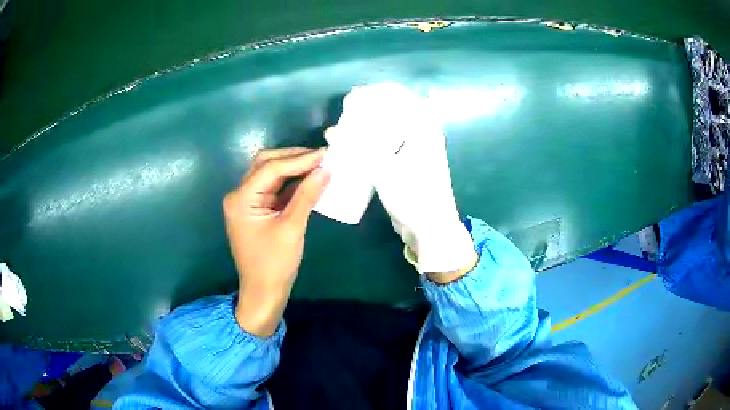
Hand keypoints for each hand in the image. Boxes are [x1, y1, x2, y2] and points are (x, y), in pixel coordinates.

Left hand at [223, 148, 329, 336]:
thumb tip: (325, 169)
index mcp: (241, 199)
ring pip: (269, 173)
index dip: (299, 159)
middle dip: (293, 157)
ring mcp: (247, 202)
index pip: (271, 168)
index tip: (325, 154)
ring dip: (293, 167)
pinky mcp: (256, 209)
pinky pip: (273, 188)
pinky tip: (309, 178)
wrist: (263, 292)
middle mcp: (239, 195)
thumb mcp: (292, 228)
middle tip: (321, 156)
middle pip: (265, 164)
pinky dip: (290, 182)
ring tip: (318, 163)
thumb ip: (307, 196)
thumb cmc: (275, 264)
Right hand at [326, 84, 476, 280]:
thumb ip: (357, 148)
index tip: (353, 99)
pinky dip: (375, 141)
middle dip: (370, 108)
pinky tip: (357, 146)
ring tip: (347, 128)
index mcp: (424, 128)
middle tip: (346, 114)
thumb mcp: (384, 168)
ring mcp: (417, 149)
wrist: (430, 229)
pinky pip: (391, 143)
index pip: (400, 96)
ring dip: (371, 125)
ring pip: (392, 127)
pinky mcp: (410, 164)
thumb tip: (332, 132)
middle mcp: (423, 133)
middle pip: (395, 110)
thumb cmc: (413, 196)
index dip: (376, 93)